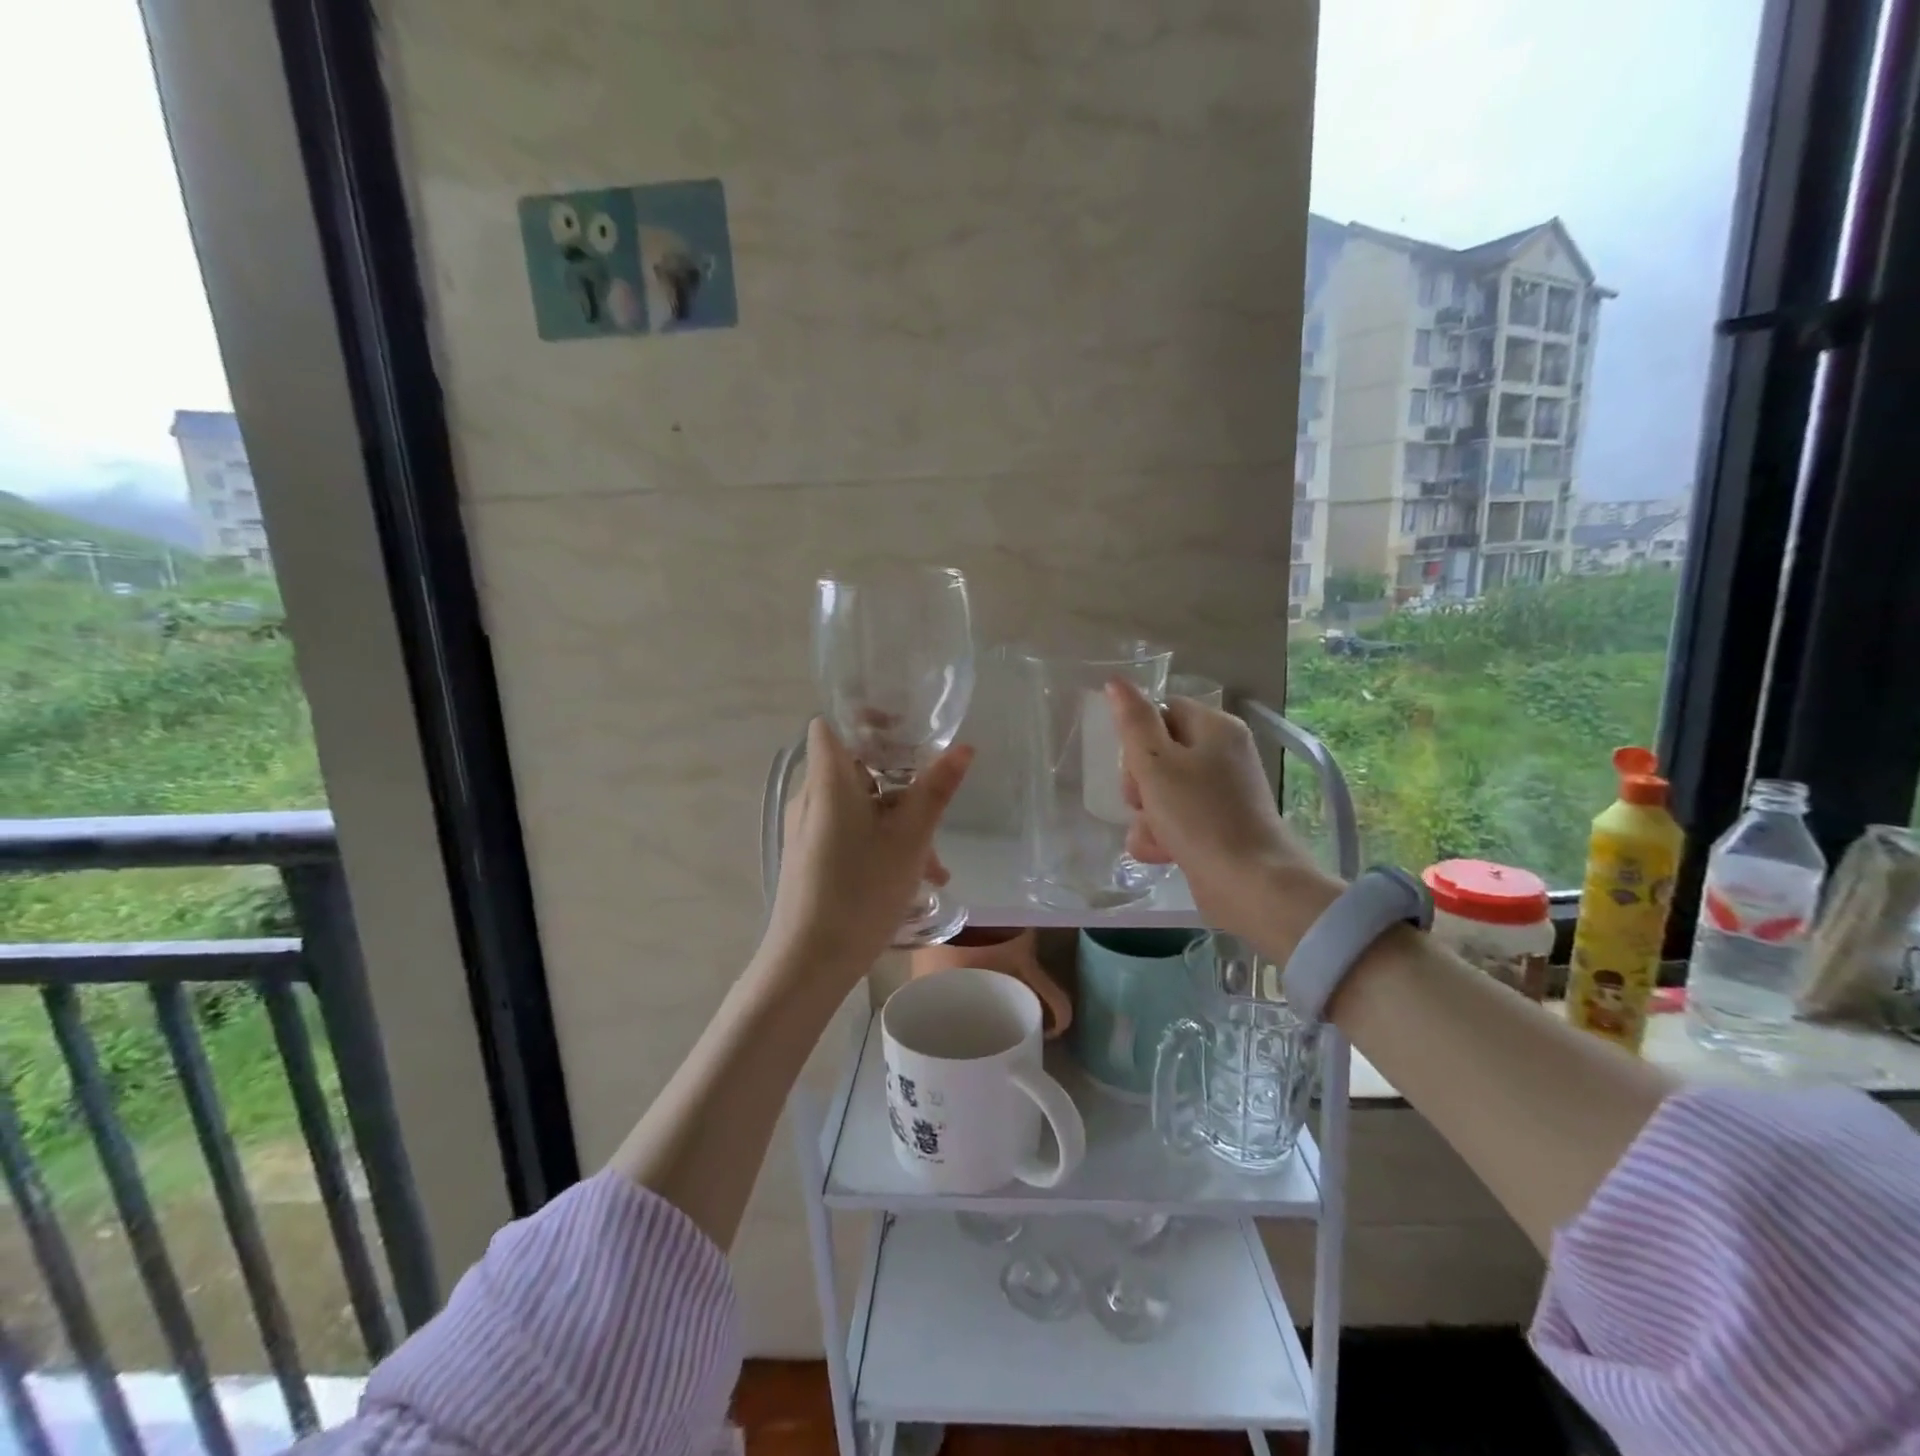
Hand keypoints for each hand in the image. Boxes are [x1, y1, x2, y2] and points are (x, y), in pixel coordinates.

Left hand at [763, 718, 972, 985]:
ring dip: (900, 824)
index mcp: (828, 780)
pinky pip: (850, 832)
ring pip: (860, 807)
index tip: (906, 732)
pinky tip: (914, 881)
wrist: (807, 962)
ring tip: (936, 868)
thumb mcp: (910, 839)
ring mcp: (808, 829)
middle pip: (857, 769)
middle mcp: (811, 797)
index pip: (833, 724)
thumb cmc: (860, 890)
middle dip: (902, 786)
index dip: (867, 720)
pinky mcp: (810, 856)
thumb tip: (964, 747)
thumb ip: (936, 789)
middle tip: (935, 807)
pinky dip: (881, 843)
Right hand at [1107, 679, 1336, 939]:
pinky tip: (1161, 853)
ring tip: (1155, 834)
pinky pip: (1176, 820)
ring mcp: (1222, 794)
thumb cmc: (1199, 816)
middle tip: (1142, 801)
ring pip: (1162, 792)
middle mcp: (1223, 755)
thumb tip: (1116, 681)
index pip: (1163, 712)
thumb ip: (1133, 722)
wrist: (1249, 884)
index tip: (1133, 765)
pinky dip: (1163, 835)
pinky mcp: (1217, 827)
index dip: (1139, 737)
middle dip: (1139, 782)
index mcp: (1215, 728)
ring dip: (1146, 815)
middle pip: (1159, 753)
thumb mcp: (1156, 764)